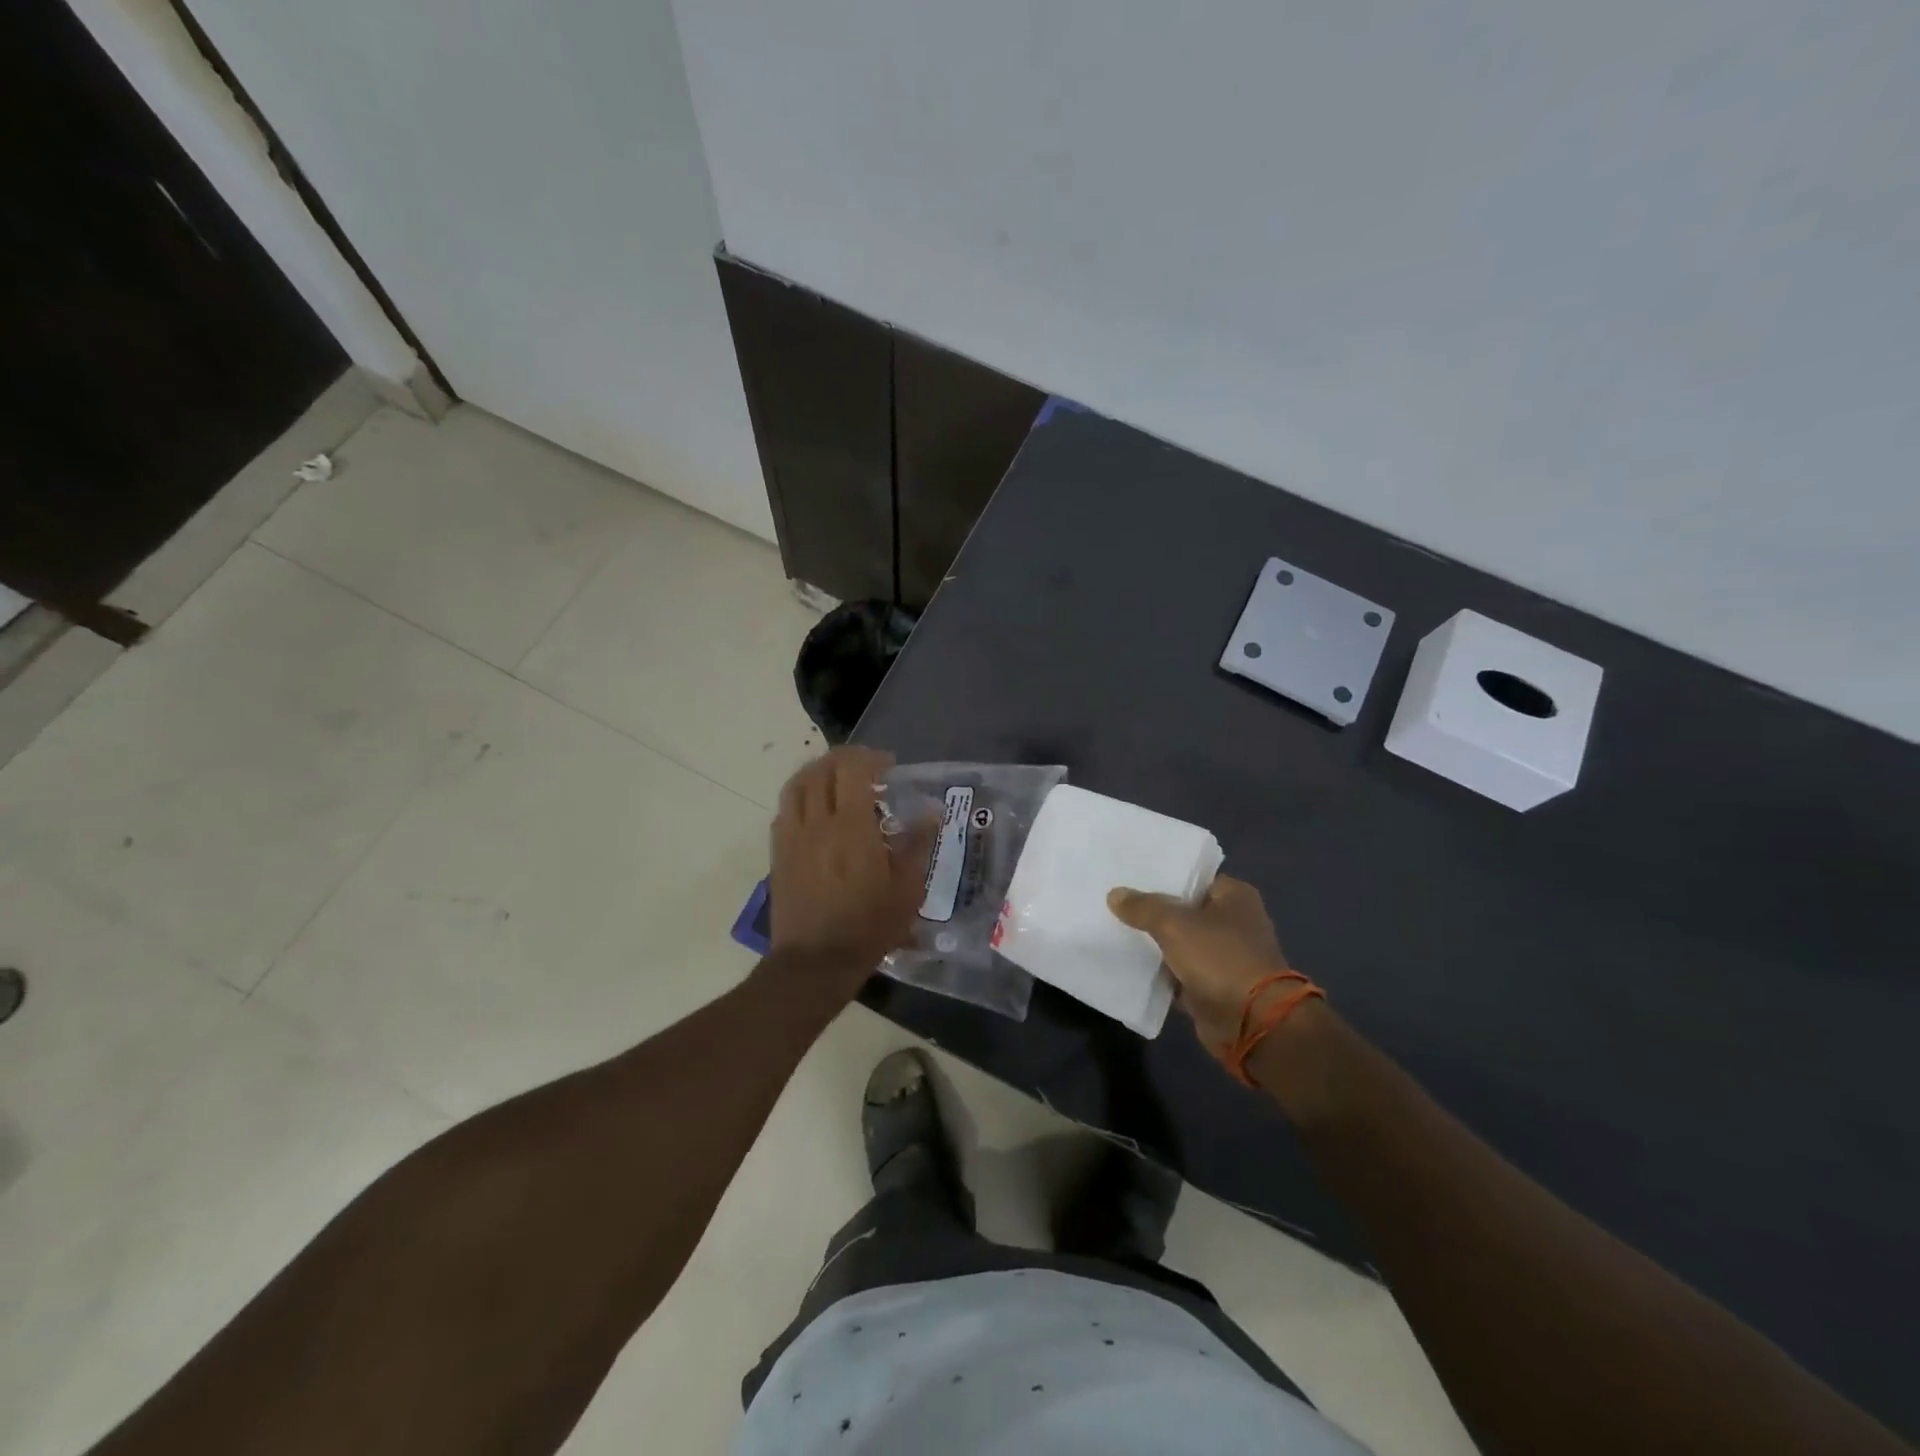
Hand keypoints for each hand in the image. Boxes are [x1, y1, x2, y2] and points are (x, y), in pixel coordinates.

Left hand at [769, 747, 935, 997]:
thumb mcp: (906, 890)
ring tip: (837, 781)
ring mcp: (792, 837)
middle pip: (821, 769)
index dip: (870, 758)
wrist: (814, 962)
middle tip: (865, 769)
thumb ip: (917, 845)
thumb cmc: (867, 927)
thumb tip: (931, 812)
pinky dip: (802, 798)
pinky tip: (816, 812)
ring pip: (797, 785)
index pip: (852, 769)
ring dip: (818, 772)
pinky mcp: (778, 853)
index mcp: (850, 827)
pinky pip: (785, 810)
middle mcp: (816, 823)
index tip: (888, 766)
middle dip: (844, 759)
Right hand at [1107, 876, 1297, 1059]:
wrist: (1251, 1023)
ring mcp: (1225, 957)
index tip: (1129, 875)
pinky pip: (1179, 972)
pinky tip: (1129, 964)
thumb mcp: (1174, 924)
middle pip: (1184, 910)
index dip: (1163, 876)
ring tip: (1114, 929)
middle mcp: (1234, 922)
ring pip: (1179, 943)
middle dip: (1154, 910)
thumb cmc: (1219, 958)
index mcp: (1235, 896)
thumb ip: (1143, 907)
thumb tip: (1115, 894)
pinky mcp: (1214, 986)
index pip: (1193, 877)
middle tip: (1115, 901)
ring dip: (1154, 943)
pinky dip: (1160, 972)